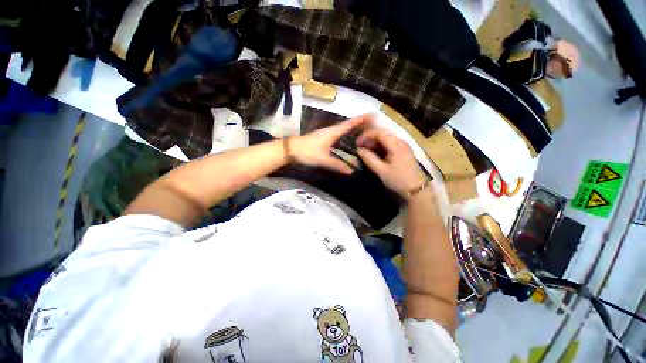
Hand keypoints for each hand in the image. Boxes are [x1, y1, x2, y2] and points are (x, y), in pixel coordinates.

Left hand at [289, 115, 368, 173]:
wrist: (290, 149)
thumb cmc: (306, 151)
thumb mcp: (322, 159)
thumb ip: (337, 165)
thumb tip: (351, 171)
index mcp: (332, 132)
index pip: (349, 124)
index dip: (361, 120)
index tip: (373, 116)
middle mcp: (331, 131)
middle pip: (348, 126)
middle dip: (360, 125)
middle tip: (373, 128)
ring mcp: (327, 135)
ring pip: (343, 131)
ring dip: (353, 131)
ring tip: (365, 135)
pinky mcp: (323, 139)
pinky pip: (338, 136)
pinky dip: (346, 137)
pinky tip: (349, 143)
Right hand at [356, 128, 426, 198]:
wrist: (417, 190)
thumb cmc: (398, 180)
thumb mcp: (381, 171)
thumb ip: (369, 159)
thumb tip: (359, 150)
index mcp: (396, 145)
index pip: (379, 132)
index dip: (366, 135)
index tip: (357, 143)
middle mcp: (401, 141)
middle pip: (383, 133)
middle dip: (370, 138)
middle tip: (360, 146)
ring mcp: (404, 146)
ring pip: (387, 138)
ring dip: (375, 142)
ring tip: (366, 150)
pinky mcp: (404, 151)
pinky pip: (390, 143)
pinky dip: (381, 146)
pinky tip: (376, 153)